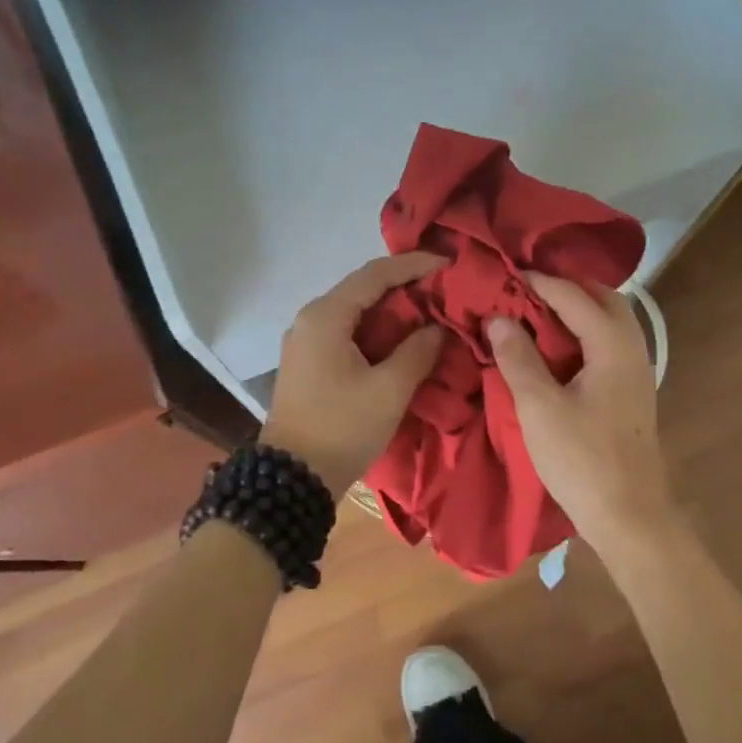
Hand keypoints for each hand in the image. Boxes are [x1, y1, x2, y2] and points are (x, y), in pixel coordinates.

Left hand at [262, 252, 446, 498]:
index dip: (414, 266)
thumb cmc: (342, 428)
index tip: (448, 264)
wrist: (293, 478)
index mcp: (326, 317)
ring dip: (392, 311)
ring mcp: (306, 342)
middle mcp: (310, 320)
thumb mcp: (389, 390)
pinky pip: (347, 333)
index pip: (375, 274)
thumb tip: (436, 329)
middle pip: (363, 289)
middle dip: (405, 287)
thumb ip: (417, 351)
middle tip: (444, 290)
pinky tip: (402, 340)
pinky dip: (377, 331)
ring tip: (430, 312)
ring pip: (355, 312)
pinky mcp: (309, 363)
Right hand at [487, 274, 677, 553]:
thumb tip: (498, 318)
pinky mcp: (631, 393)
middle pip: (604, 299)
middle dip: (566, 287)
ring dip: (576, 310)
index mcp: (613, 345)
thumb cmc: (582, 459)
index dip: (539, 281)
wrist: (629, 514)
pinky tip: (556, 349)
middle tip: (526, 287)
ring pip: (610, 322)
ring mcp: (636, 372)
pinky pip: (607, 345)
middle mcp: (632, 349)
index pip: (574, 296)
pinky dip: (582, 334)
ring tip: (537, 313)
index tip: (506, 273)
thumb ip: (518, 358)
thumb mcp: (539, 407)